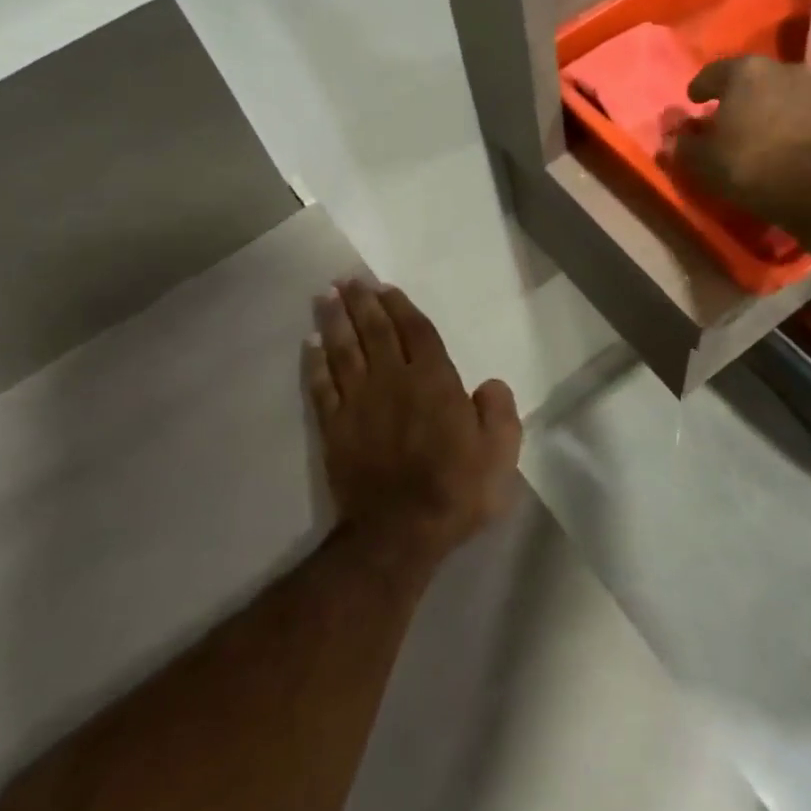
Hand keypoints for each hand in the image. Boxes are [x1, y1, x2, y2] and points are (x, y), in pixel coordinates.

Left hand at [305, 279, 521, 561]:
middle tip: (348, 279)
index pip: (416, 332)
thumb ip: (499, 413)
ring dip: (335, 320)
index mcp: (434, 382)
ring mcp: (359, 402)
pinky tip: (311, 344)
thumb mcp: (500, 454)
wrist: (400, 531)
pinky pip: (322, 385)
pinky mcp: (334, 427)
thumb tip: (489, 384)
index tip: (385, 287)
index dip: (400, 307)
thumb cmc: (457, 490)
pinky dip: (315, 362)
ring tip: (326, 296)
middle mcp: (393, 381)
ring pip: (344, 350)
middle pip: (375, 332)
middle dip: (362, 302)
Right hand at [671, 56, 810, 235]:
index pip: (711, 73)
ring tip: (752, 130)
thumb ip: (683, 146)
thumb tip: (672, 137)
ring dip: (761, 107)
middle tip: (721, 118)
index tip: (693, 102)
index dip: (698, 89)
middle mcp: (780, 68)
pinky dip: (784, 120)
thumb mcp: (704, 162)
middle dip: (732, 96)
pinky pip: (797, 110)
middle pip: (747, 79)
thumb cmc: (752, 166)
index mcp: (744, 71)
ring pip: (775, 92)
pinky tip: (778, 140)